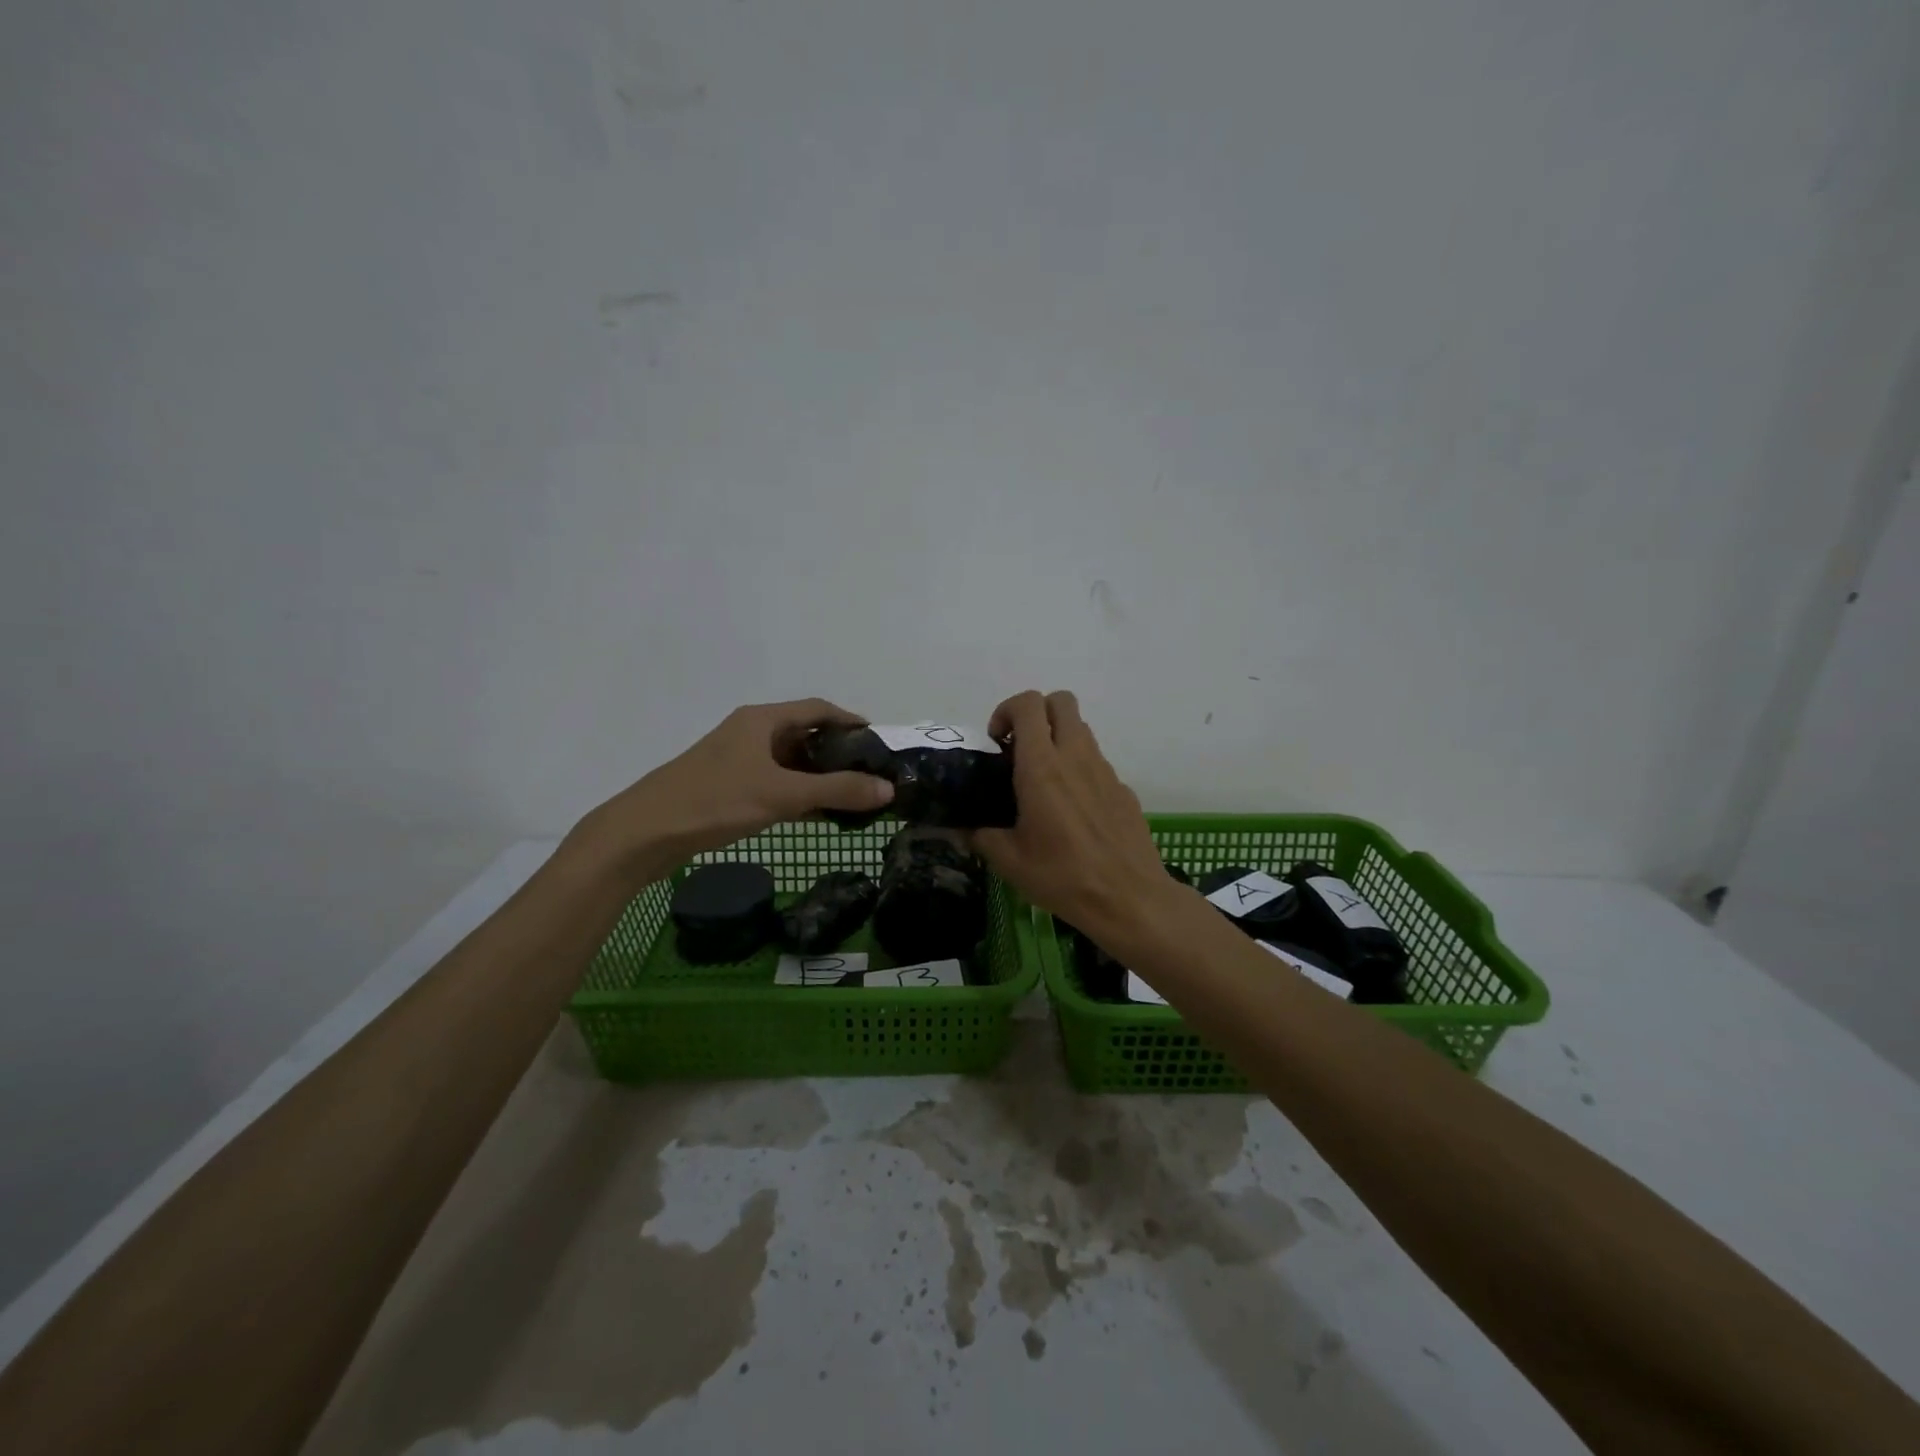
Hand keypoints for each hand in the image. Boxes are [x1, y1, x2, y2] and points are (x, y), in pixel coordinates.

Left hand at [567, 699, 895, 883]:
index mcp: (762, 720)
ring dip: (819, 776)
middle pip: (805, 734)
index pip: (818, 709)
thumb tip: (889, 790)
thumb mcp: (783, 795)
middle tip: (871, 774)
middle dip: (839, 753)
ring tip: (851, 796)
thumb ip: (837, 791)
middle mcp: (750, 732)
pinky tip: (816, 814)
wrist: (644, 832)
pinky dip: (798, 793)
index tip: (879, 743)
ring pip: (789, 761)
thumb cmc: (716, 801)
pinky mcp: (727, 785)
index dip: (851, 722)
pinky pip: (774, 782)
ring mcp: (737, 759)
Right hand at [974, 690, 1177, 935]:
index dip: (1006, 710)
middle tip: (1020, 748)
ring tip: (1044, 781)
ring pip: (1081, 730)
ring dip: (1059, 739)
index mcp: (1042, 767)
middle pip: (1061, 701)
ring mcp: (1105, 771)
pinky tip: (1073, 812)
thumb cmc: (1063, 876)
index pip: (1028, 705)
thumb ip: (980, 836)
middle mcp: (1076, 757)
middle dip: (1037, 713)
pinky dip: (1080, 770)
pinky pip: (1097, 763)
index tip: (996, 741)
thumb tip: (963, 829)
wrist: (1129, 899)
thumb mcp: (1009, 861)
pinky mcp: (1124, 789)